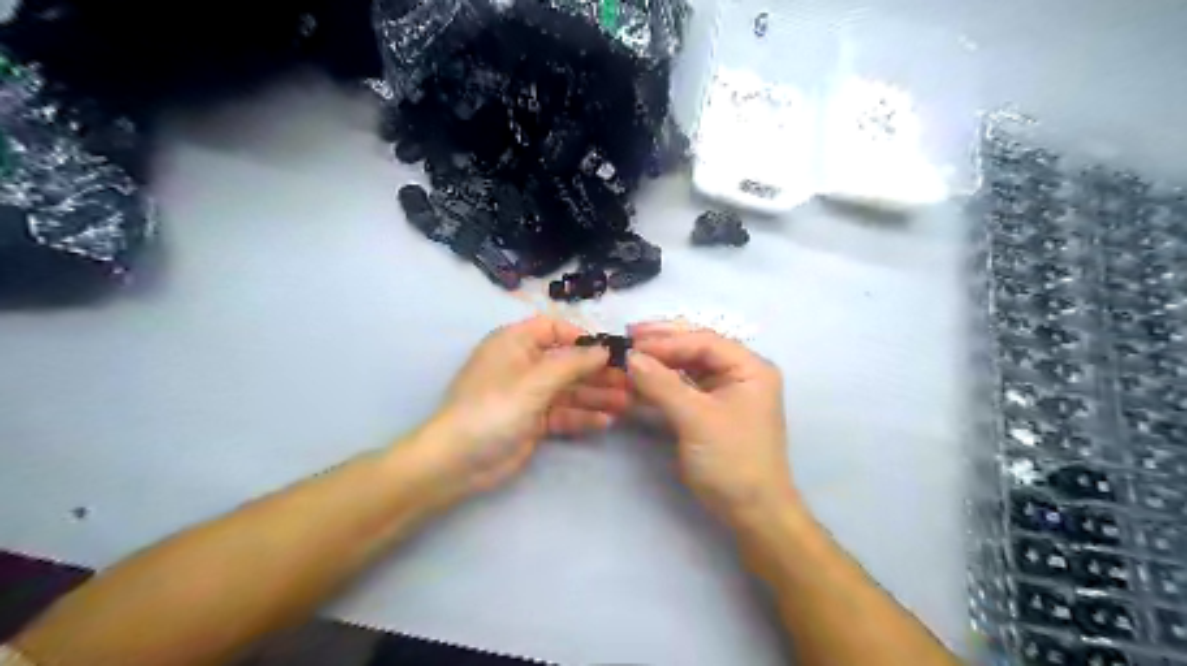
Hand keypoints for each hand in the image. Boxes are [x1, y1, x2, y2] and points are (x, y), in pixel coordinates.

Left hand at [415, 317, 630, 492]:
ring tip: (626, 403)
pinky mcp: (533, 421)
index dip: (582, 337)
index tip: (611, 351)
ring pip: (569, 389)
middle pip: (567, 362)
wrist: (459, 461)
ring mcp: (529, 394)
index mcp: (515, 343)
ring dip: (596, 395)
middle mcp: (523, 364)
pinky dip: (582, 416)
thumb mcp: (535, 381)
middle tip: (630, 381)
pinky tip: (605, 421)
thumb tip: (604, 349)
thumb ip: (573, 363)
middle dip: (597, 372)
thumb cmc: (494, 408)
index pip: (554, 329)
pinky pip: (563, 413)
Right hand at [623, 322, 796, 524]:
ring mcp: (725, 391)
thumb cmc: (732, 460)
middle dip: (662, 343)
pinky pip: (683, 386)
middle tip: (627, 337)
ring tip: (628, 356)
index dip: (667, 340)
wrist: (751, 511)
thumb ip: (662, 384)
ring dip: (659, 362)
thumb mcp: (696, 419)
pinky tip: (639, 380)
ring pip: (688, 366)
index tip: (631, 342)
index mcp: (750, 367)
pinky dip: (662, 382)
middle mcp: (740, 372)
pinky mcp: (710, 409)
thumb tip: (629, 357)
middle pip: (696, 348)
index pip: (704, 341)